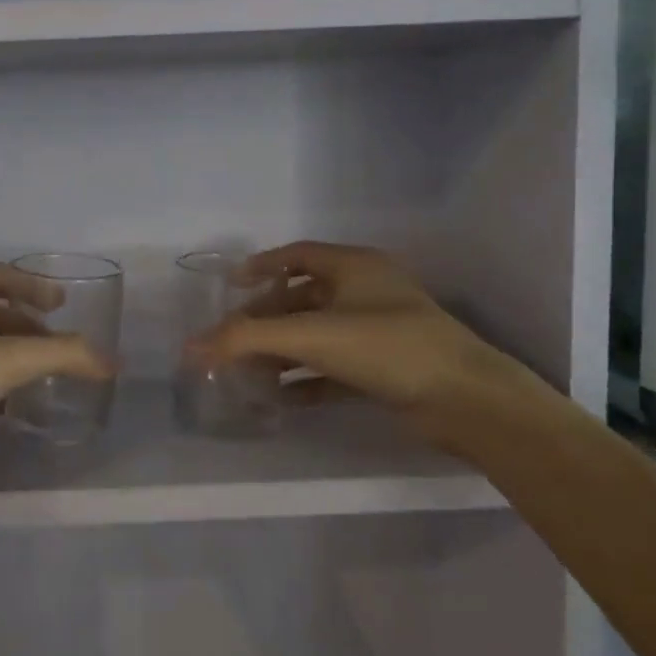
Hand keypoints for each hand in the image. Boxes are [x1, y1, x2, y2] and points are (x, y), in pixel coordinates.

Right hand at [196, 241, 542, 446]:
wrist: (465, 400)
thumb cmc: (386, 347)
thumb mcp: (312, 336)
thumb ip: (247, 339)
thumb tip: (190, 347)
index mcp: (354, 267)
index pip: (297, 255)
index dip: (262, 266)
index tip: (231, 286)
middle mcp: (366, 292)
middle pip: (303, 298)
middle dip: (266, 319)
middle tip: (234, 339)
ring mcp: (378, 331)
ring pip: (318, 335)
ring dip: (283, 352)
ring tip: (249, 372)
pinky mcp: (385, 368)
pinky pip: (334, 368)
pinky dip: (307, 380)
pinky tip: (282, 399)